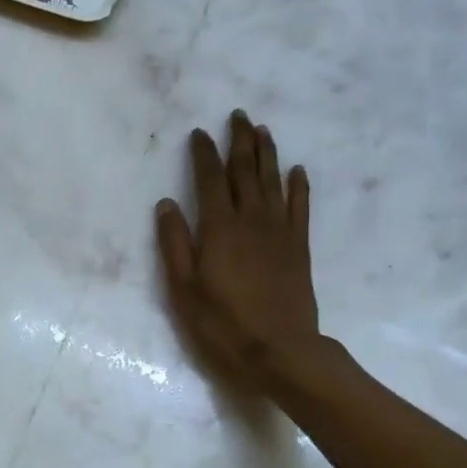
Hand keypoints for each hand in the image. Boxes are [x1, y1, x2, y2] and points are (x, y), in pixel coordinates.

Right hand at [156, 111, 321, 387]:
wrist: (280, 351)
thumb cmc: (223, 323)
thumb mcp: (183, 289)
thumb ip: (174, 244)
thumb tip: (166, 204)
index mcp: (219, 228)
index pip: (209, 180)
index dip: (204, 154)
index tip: (200, 133)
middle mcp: (251, 220)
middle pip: (245, 171)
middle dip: (239, 142)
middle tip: (238, 116)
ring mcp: (279, 232)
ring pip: (273, 181)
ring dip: (267, 153)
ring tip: (262, 130)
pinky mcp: (299, 247)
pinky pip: (300, 207)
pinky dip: (298, 186)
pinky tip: (297, 171)